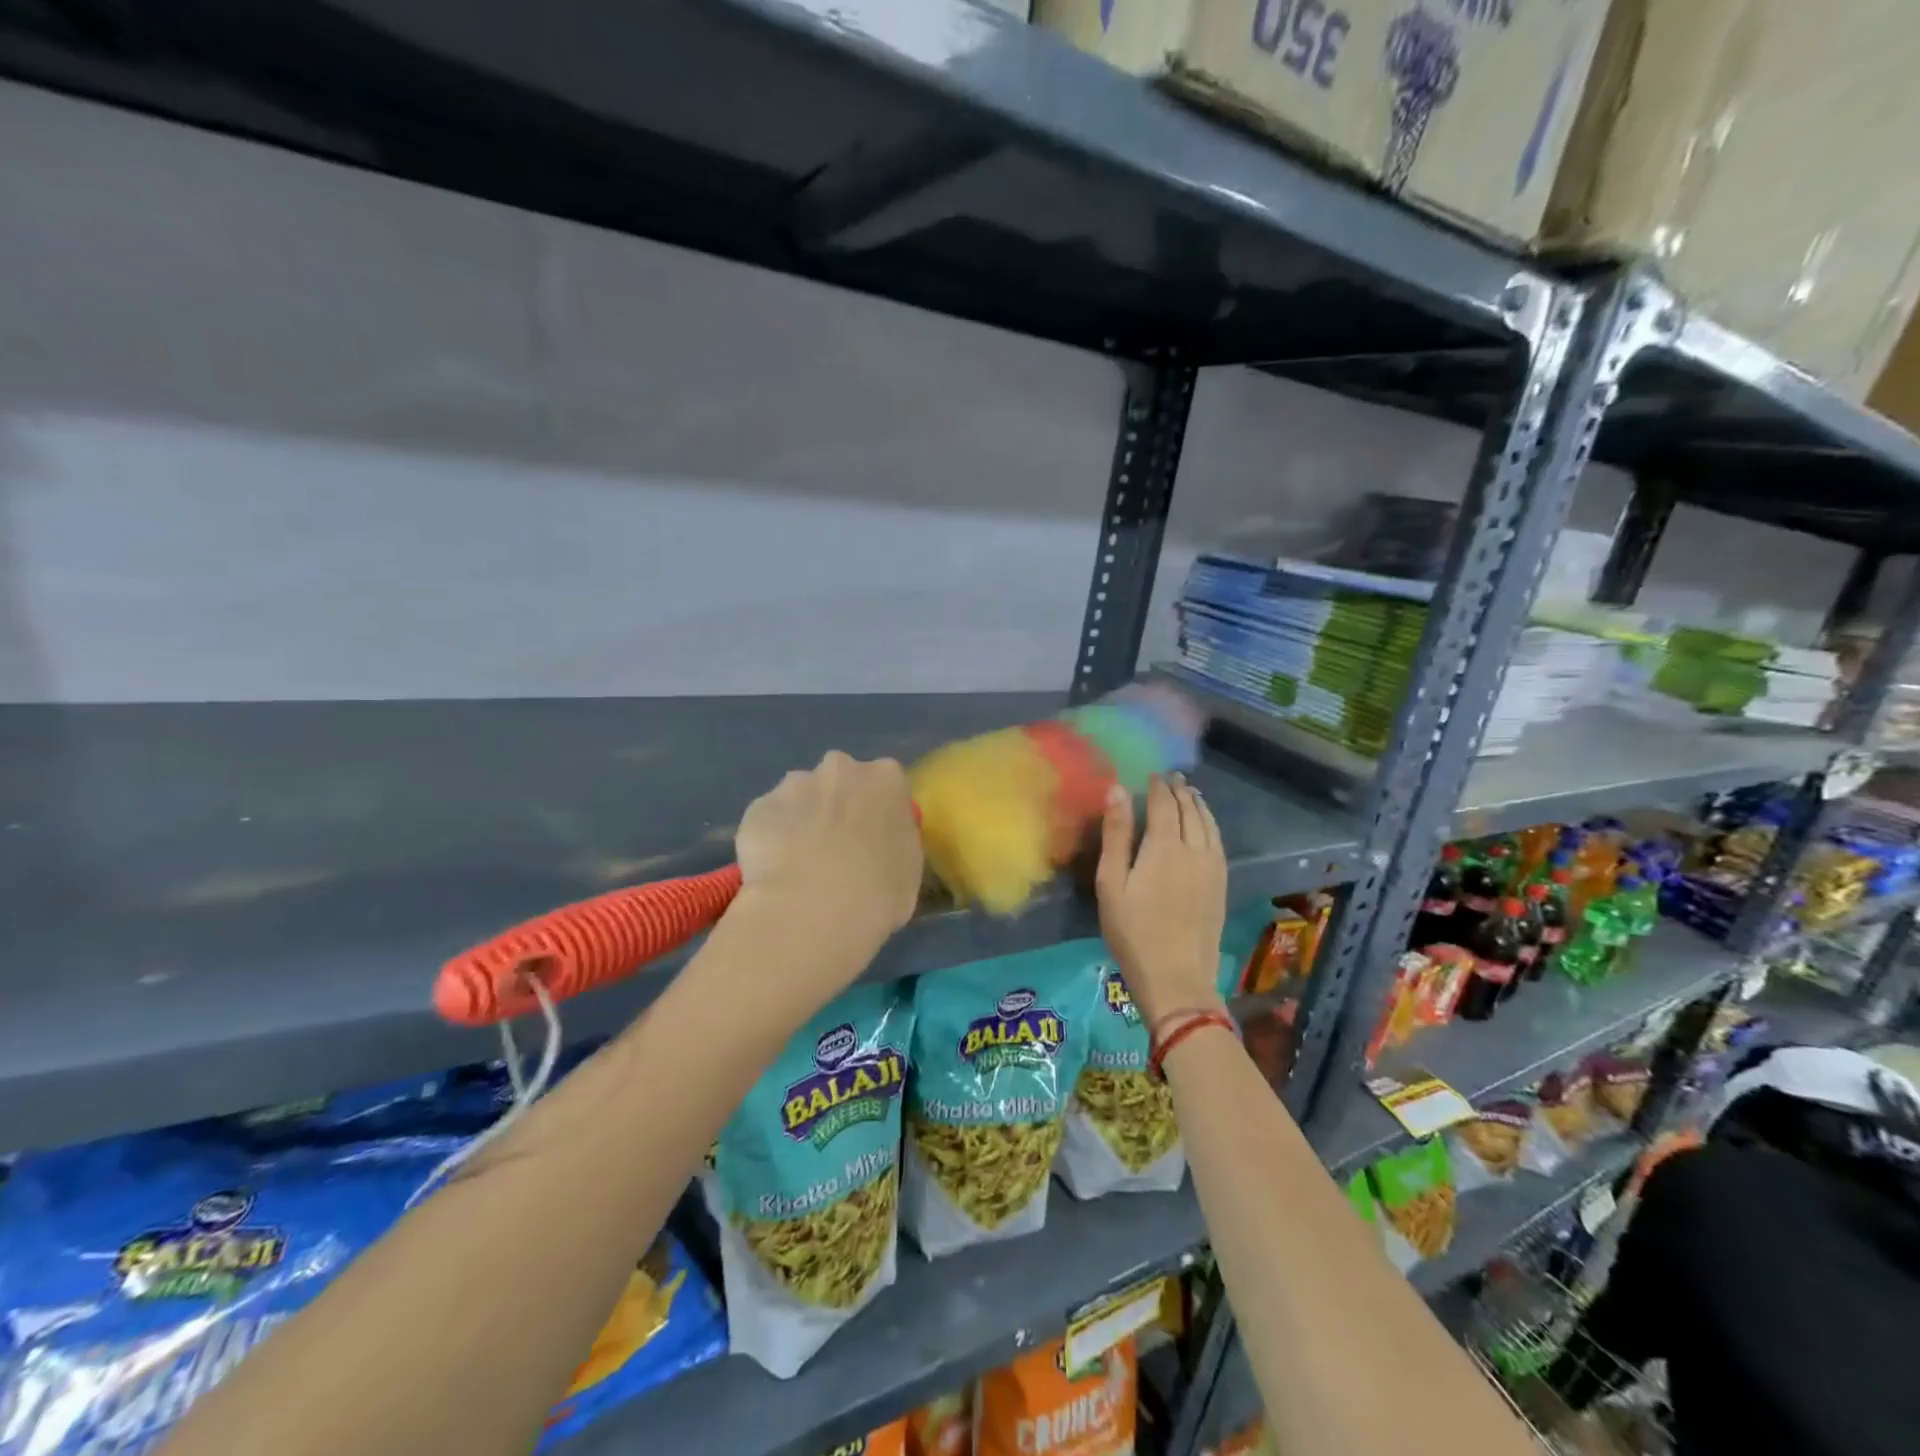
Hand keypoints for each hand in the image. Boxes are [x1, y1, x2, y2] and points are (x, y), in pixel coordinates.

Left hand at [730, 751, 922, 969]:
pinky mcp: (758, 807)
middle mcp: (840, 769)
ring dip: (802, 821)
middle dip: (837, 806)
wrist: (812, 912)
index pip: (886, 785)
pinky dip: (771, 840)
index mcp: (886, 778)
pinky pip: (769, 821)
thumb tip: (880, 841)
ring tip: (799, 866)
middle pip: (840, 781)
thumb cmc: (878, 893)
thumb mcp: (909, 868)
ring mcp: (794, 784)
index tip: (873, 840)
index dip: (877, 813)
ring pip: (800, 797)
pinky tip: (774, 873)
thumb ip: (896, 840)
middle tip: (835, 850)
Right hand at [1096, 773, 1226, 1030]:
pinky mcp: (1221, 884)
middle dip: (1179, 790)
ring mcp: (1212, 867)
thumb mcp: (1111, 883)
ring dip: (1197, 804)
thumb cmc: (1132, 932)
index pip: (1163, 803)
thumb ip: (1116, 835)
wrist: (1176, 977)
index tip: (1150, 773)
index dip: (1157, 785)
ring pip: (1208, 824)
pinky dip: (1210, 824)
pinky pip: (1218, 841)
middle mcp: (1194, 849)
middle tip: (1170, 777)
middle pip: (1189, 809)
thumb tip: (1117, 790)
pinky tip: (1205, 826)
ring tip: (1189, 793)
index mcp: (1163, 846)